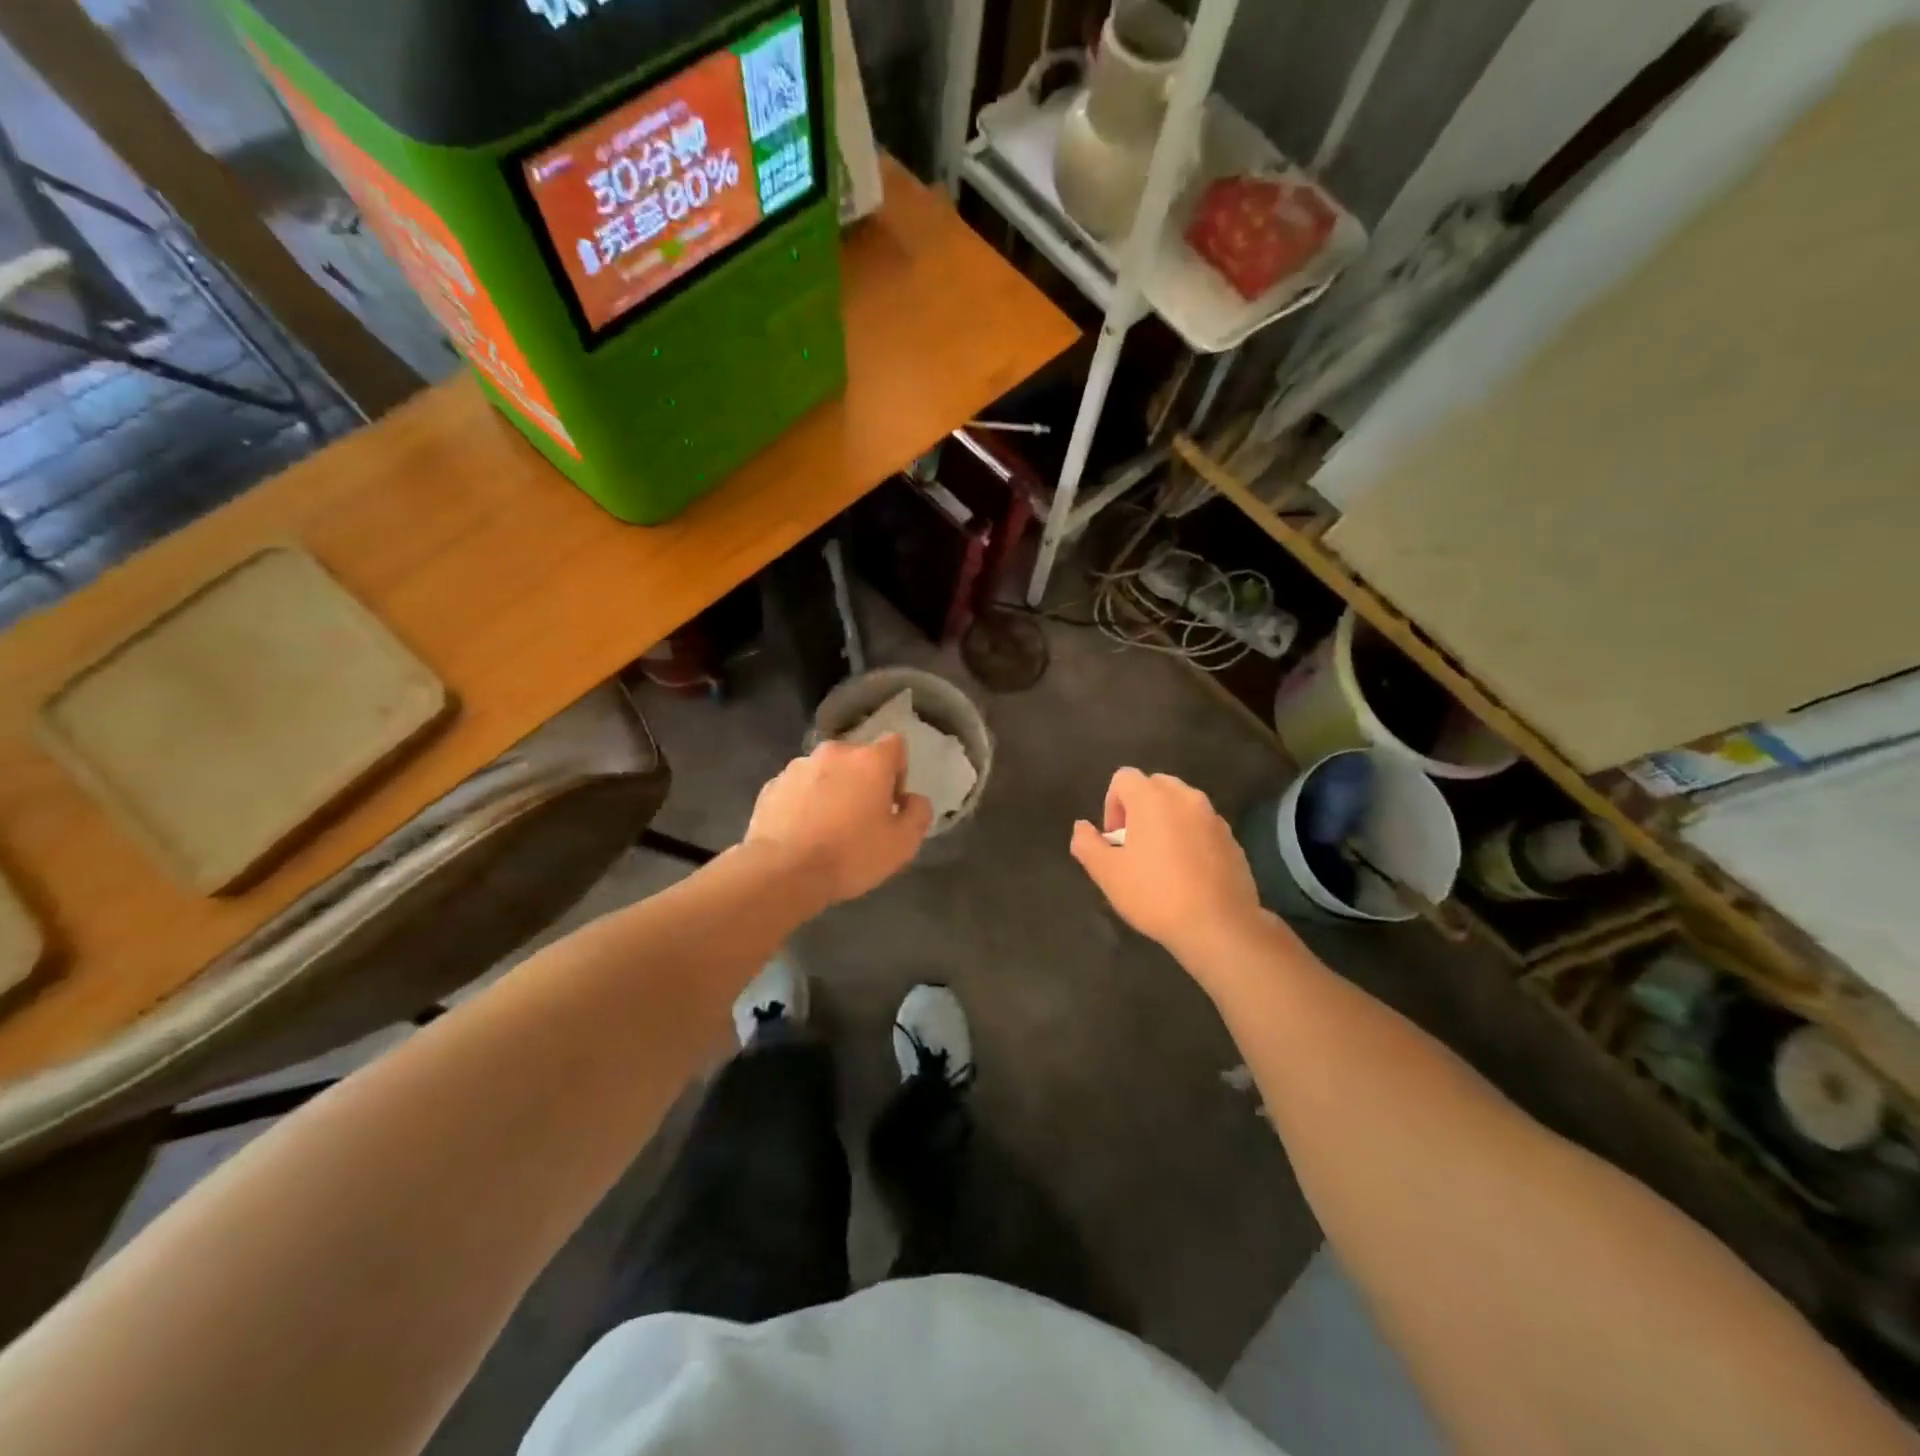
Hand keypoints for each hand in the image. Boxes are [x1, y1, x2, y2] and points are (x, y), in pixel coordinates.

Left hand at [745, 735, 932, 906]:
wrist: (782, 872)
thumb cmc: (850, 855)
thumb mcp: (903, 843)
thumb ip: (918, 813)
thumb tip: (913, 800)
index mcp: (869, 760)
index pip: (895, 745)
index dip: (898, 771)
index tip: (891, 802)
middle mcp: (833, 753)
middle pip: (857, 759)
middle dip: (863, 782)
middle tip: (861, 819)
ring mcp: (797, 767)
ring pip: (825, 772)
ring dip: (832, 791)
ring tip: (827, 829)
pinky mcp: (771, 786)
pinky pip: (798, 789)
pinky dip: (804, 803)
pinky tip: (802, 833)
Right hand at [1070, 768, 1266, 962]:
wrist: (1219, 927)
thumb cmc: (1155, 895)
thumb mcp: (1107, 873)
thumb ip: (1087, 844)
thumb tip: (1082, 828)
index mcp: (1152, 798)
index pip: (1123, 777)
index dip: (1111, 804)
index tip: (1114, 839)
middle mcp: (1185, 798)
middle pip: (1154, 786)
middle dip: (1139, 808)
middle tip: (1134, 846)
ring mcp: (1213, 818)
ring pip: (1181, 805)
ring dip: (1166, 822)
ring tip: (1161, 861)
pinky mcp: (1232, 839)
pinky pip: (1202, 826)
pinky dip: (1190, 838)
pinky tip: (1187, 874)